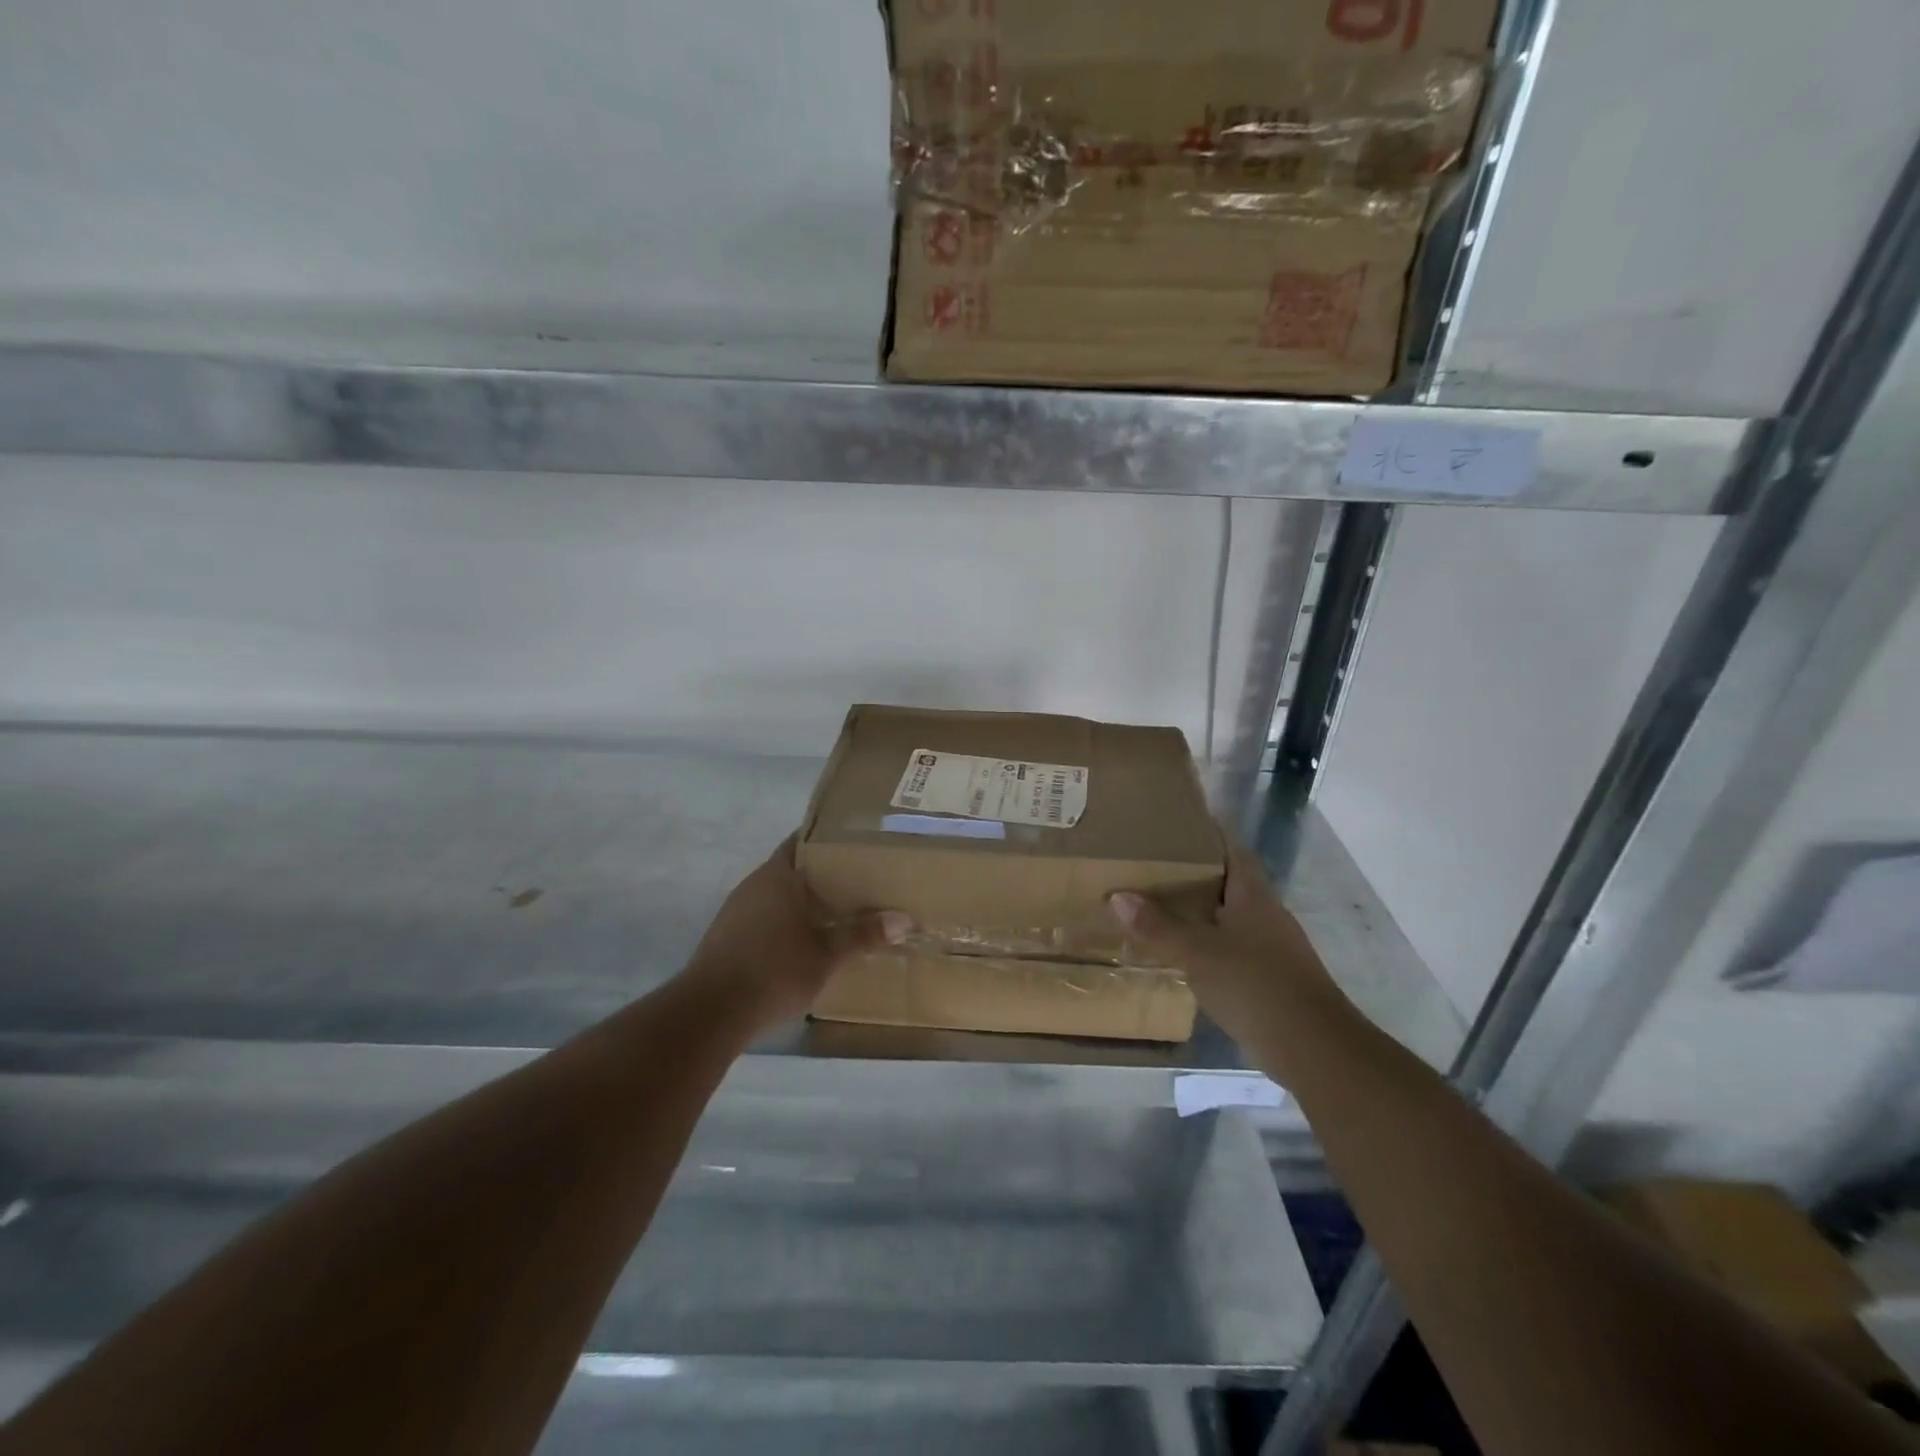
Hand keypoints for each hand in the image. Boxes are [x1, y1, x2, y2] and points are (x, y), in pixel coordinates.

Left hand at [683, 835, 910, 1032]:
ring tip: (836, 912)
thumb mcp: (826, 955)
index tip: (857, 844)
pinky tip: (803, 941)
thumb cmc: (775, 971)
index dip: (829, 840)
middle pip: (793, 867)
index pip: (804, 841)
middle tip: (858, 881)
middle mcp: (755, 883)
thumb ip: (862, 935)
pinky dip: (784, 921)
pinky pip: (763, 916)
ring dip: (802, 900)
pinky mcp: (726, 935)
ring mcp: (736, 909)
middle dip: (822, 874)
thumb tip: (904, 919)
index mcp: (779, 875)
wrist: (711, 1011)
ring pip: (777, 894)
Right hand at [1109, 840, 1344, 1064]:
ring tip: (1158, 907)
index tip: (1175, 825)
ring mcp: (1272, 948)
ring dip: (1199, 912)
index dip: (1208, 834)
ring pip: (1229, 917)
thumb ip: (1158, 927)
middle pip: (1228, 882)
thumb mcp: (1197, 952)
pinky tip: (1182, 953)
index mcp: (1254, 895)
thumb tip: (1117, 897)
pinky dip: (1207, 945)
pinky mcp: (1270, 979)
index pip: (1232, 850)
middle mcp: (1266, 914)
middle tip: (1151, 866)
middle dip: (1194, 874)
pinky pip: (1231, 949)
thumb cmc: (1255, 985)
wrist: (1314, 1048)